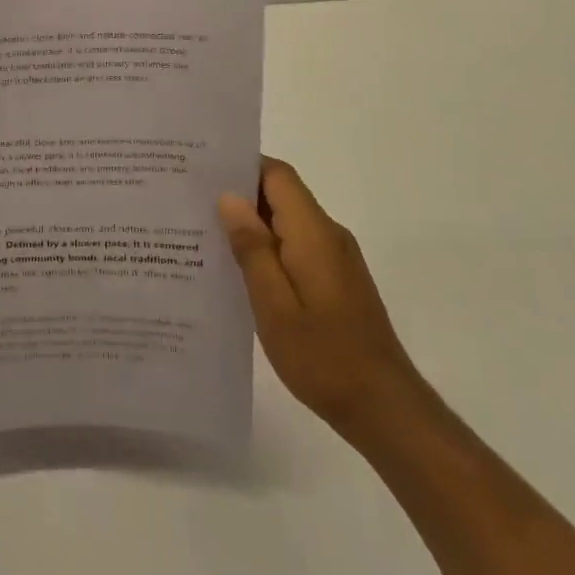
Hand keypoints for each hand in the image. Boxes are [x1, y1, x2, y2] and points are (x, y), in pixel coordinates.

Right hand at [218, 157, 425, 439]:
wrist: (385, 410)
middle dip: (237, 192)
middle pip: (280, 193)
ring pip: (285, 220)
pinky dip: (265, 245)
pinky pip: (294, 244)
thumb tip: (229, 198)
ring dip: (249, 221)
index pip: (277, 175)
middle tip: (189, 200)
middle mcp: (328, 235)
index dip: (240, 165)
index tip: (200, 170)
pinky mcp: (335, 279)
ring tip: (202, 231)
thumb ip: (252, 248)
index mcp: (313, 234)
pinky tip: (235, 267)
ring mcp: (335, 258)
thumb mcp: (274, 305)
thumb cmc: (324, 358)